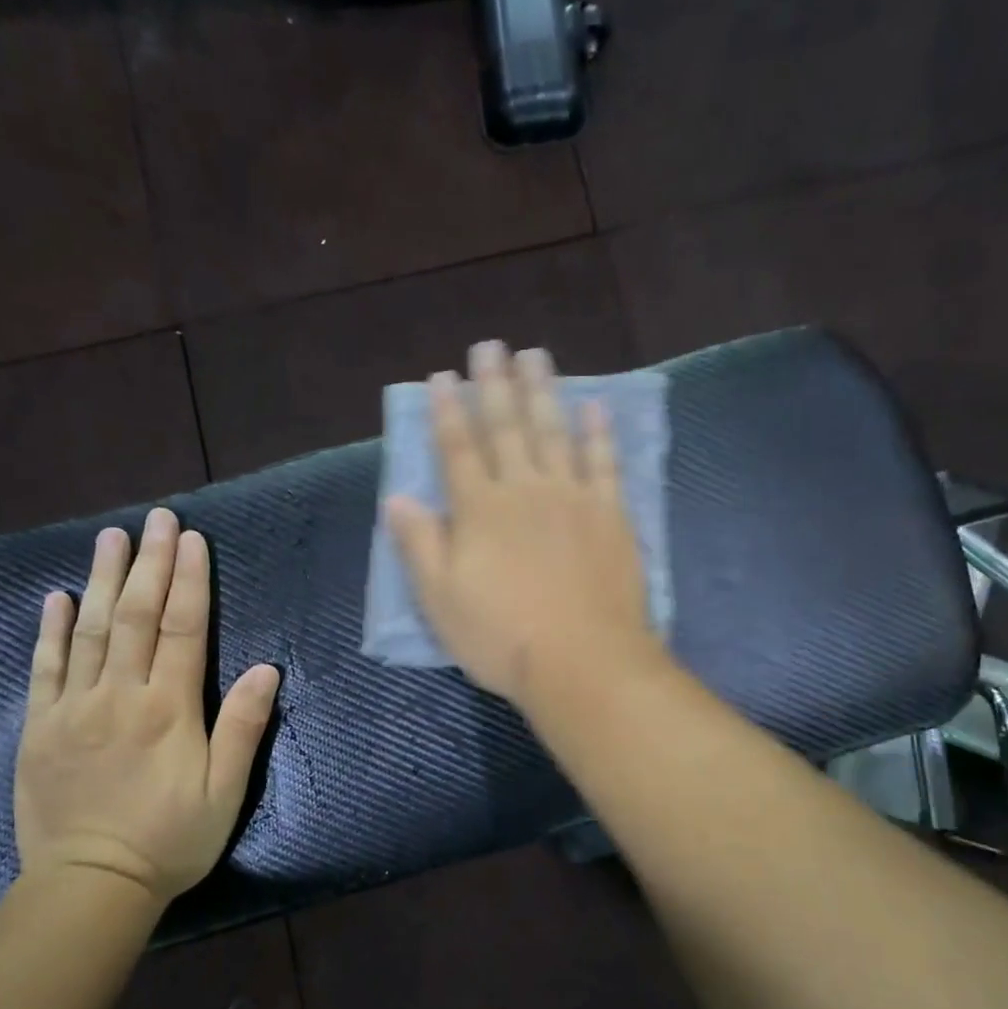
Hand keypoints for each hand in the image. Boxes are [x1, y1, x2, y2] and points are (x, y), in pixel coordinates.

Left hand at [14, 510, 280, 906]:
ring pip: (90, 631)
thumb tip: (265, 669)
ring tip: (111, 537)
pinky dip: (51, 630)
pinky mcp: (39, 728)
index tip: (192, 540)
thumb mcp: (225, 791)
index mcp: (169, 709)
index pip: (182, 629)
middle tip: (156, 519)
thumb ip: (243, 727)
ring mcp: (73, 709)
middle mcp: (119, 696)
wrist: (90, 887)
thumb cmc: (171, 839)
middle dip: (149, 563)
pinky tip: (56, 597)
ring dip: (103, 580)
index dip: (189, 581)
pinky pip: (44, 668)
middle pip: (135, 617)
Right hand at [385, 341, 656, 706]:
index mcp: (479, 510)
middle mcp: (524, 490)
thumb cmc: (501, 637)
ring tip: (535, 357)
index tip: (442, 376)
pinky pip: (604, 463)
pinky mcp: (610, 515)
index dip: (447, 411)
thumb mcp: (440, 599)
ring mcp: (572, 498)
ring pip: (554, 432)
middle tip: (491, 346)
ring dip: (543, 392)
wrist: (582, 662)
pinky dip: (599, 433)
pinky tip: (595, 407)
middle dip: (494, 385)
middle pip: (507, 427)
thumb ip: (418, 543)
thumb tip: (396, 496)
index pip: (458, 449)